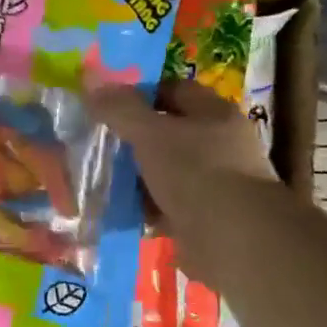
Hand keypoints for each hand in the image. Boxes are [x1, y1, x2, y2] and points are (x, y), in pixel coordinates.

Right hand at [90, 79, 281, 284]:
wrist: (233, 239)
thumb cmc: (195, 171)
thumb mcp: (150, 133)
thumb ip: (120, 109)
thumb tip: (93, 86)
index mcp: (214, 114)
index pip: (175, 90)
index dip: (142, 94)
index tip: (109, 106)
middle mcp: (221, 144)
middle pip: (170, 133)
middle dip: (137, 139)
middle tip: (102, 143)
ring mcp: (217, 183)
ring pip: (168, 171)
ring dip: (140, 176)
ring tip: (105, 179)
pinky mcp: (207, 217)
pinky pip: (169, 205)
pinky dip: (148, 208)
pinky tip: (122, 210)